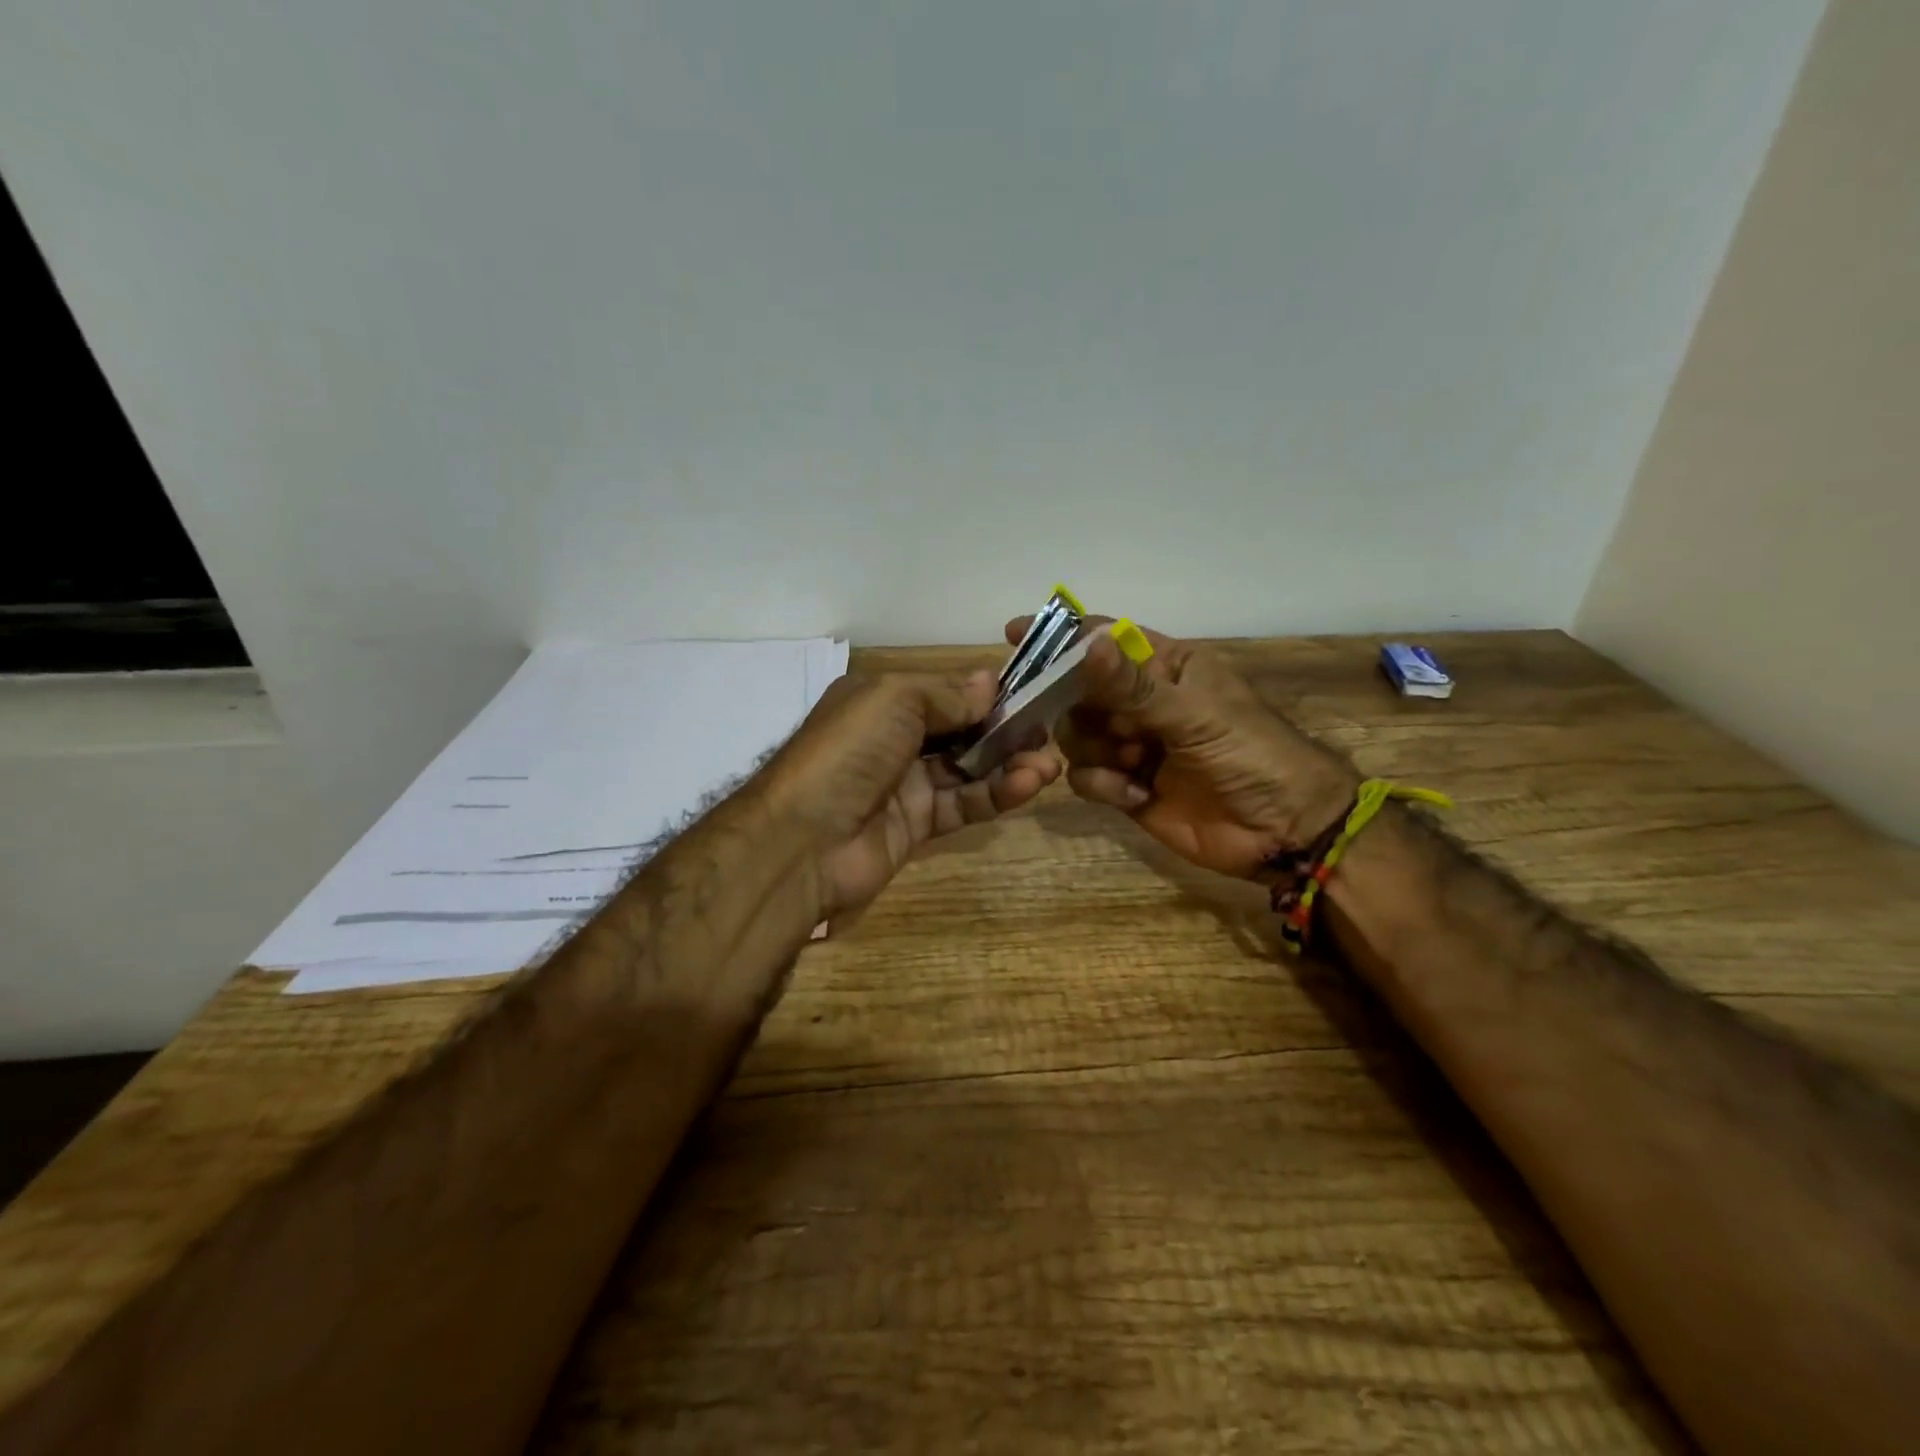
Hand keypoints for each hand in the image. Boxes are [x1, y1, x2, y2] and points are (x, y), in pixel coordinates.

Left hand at [761, 669, 1061, 916]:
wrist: (803, 840)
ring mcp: (906, 785)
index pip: (944, 692)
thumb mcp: (895, 699)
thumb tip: (990, 684)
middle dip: (1005, 729)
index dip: (985, 693)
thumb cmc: (849, 751)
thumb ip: (947, 694)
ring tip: (1049, 761)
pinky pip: (965, 804)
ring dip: (1010, 763)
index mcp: (881, 702)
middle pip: (961, 731)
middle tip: (1047, 730)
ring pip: (969, 769)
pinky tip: (1030, 784)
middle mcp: (894, 740)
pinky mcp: (919, 825)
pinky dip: (997, 794)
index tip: (1028, 692)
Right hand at [1005, 617, 1356, 880]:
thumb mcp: (1194, 715)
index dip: (1061, 637)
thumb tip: (1084, 643)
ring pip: (1076, 735)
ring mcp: (1132, 745)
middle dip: (1073, 706)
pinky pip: (1087, 776)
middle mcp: (1142, 702)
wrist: (1284, 830)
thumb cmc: (1250, 754)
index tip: (1014, 635)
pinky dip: (1103, 784)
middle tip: (1068, 718)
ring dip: (1094, 749)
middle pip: (1078, 691)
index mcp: (1165, 667)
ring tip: (1131, 763)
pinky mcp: (1126, 786)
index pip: (1105, 641)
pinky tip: (1135, 794)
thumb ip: (1132, 686)